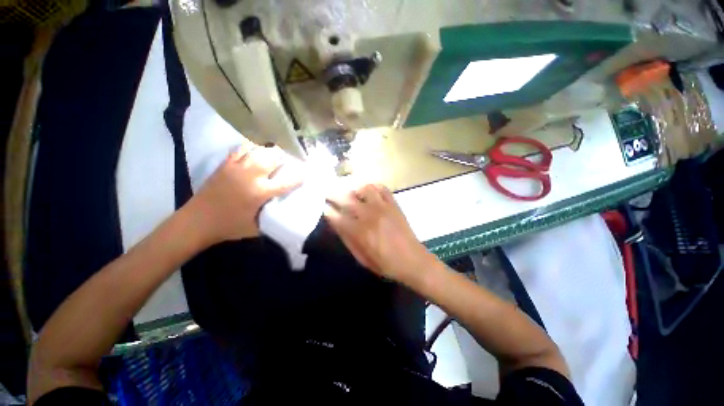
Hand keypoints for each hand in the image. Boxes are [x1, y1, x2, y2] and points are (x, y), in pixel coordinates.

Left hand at [188, 146, 302, 244]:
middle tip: (288, 162)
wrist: (196, 222)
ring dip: (269, 151)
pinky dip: (251, 148)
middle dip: (284, 158)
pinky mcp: (225, 165)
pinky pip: (241, 149)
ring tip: (274, 156)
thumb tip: (284, 212)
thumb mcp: (257, 228)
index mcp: (260, 192)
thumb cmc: (228, 227)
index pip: (287, 181)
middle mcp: (251, 176)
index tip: (308, 171)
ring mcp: (236, 167)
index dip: (300, 176)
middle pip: (273, 157)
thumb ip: (272, 218)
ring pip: (258, 149)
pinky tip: (255, 151)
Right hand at [325, 183, 433, 281]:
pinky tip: (370, 194)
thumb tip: (335, 223)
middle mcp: (370, 216)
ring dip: (355, 190)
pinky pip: (382, 189)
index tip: (323, 208)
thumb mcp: (362, 258)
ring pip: (365, 189)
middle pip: (347, 198)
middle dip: (334, 194)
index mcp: (360, 232)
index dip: (327, 211)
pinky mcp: (394, 204)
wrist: (413, 260)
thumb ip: (347, 239)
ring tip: (353, 195)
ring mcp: (383, 207)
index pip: (337, 216)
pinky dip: (374, 188)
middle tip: (329, 194)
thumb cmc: (385, 263)